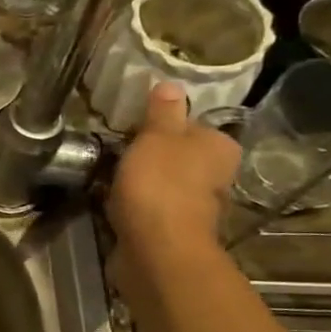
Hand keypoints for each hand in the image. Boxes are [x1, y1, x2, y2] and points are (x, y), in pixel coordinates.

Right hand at [107, 82, 240, 251]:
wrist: (157, 248)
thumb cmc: (160, 183)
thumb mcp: (156, 137)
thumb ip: (163, 112)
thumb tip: (171, 83)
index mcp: (220, 147)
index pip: (192, 126)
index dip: (163, 126)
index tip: (133, 128)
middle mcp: (217, 175)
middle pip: (180, 155)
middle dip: (154, 154)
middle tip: (118, 149)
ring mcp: (197, 205)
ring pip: (167, 182)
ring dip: (144, 179)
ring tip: (111, 174)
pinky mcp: (174, 229)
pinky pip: (153, 206)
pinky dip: (137, 202)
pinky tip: (115, 200)